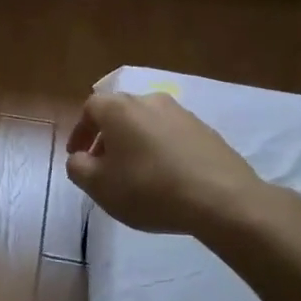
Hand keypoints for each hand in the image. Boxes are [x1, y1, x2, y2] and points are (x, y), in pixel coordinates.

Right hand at [65, 90, 295, 237]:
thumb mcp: (99, 186)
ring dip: (136, 144)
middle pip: (119, 114)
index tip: (79, 156)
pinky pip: (172, 136)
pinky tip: (166, 178)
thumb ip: (78, 168)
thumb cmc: (149, 189)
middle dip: (108, 138)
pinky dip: (161, 151)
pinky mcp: (206, 131)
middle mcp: (149, 100)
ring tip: (136, 175)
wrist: (222, 199)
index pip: (90, 109)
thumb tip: (80, 158)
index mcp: (119, 108)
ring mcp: (181, 113)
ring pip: (147, 124)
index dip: (80, 132)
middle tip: (105, 167)